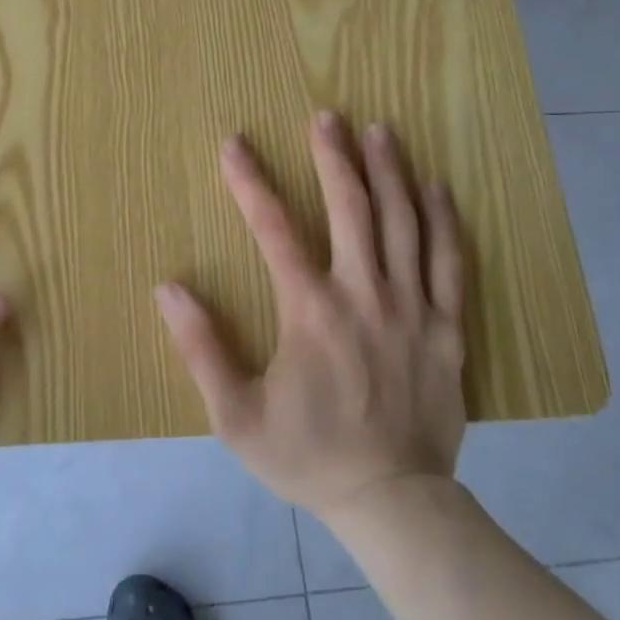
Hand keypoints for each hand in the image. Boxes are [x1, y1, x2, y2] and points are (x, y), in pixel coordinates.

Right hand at [154, 113, 466, 520]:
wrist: (393, 504)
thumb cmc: (307, 454)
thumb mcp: (236, 415)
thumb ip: (201, 348)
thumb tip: (169, 288)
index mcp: (310, 311)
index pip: (274, 229)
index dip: (250, 182)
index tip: (234, 144)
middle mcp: (364, 295)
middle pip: (351, 210)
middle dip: (334, 157)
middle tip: (327, 116)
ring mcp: (412, 309)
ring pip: (404, 224)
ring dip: (389, 173)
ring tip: (380, 130)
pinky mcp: (448, 328)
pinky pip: (450, 262)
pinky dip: (444, 220)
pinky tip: (438, 187)